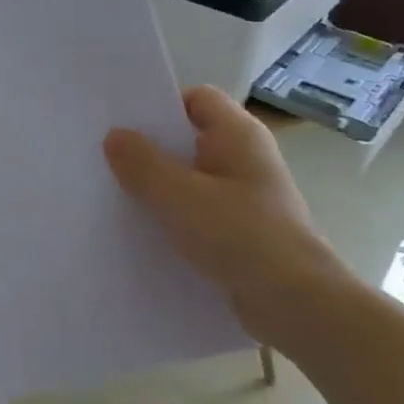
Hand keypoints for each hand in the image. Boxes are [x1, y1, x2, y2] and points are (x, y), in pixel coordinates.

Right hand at [104, 86, 350, 348]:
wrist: (297, 305)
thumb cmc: (241, 236)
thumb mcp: (179, 196)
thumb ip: (142, 163)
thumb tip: (114, 136)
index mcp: (238, 135)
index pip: (197, 98)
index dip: (161, 105)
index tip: (123, 123)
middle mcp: (245, 158)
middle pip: (189, 138)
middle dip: (150, 147)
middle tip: (106, 157)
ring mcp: (245, 195)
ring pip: (190, 177)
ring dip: (158, 185)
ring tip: (115, 193)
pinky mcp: (241, 229)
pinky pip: (197, 209)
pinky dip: (173, 214)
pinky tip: (143, 228)